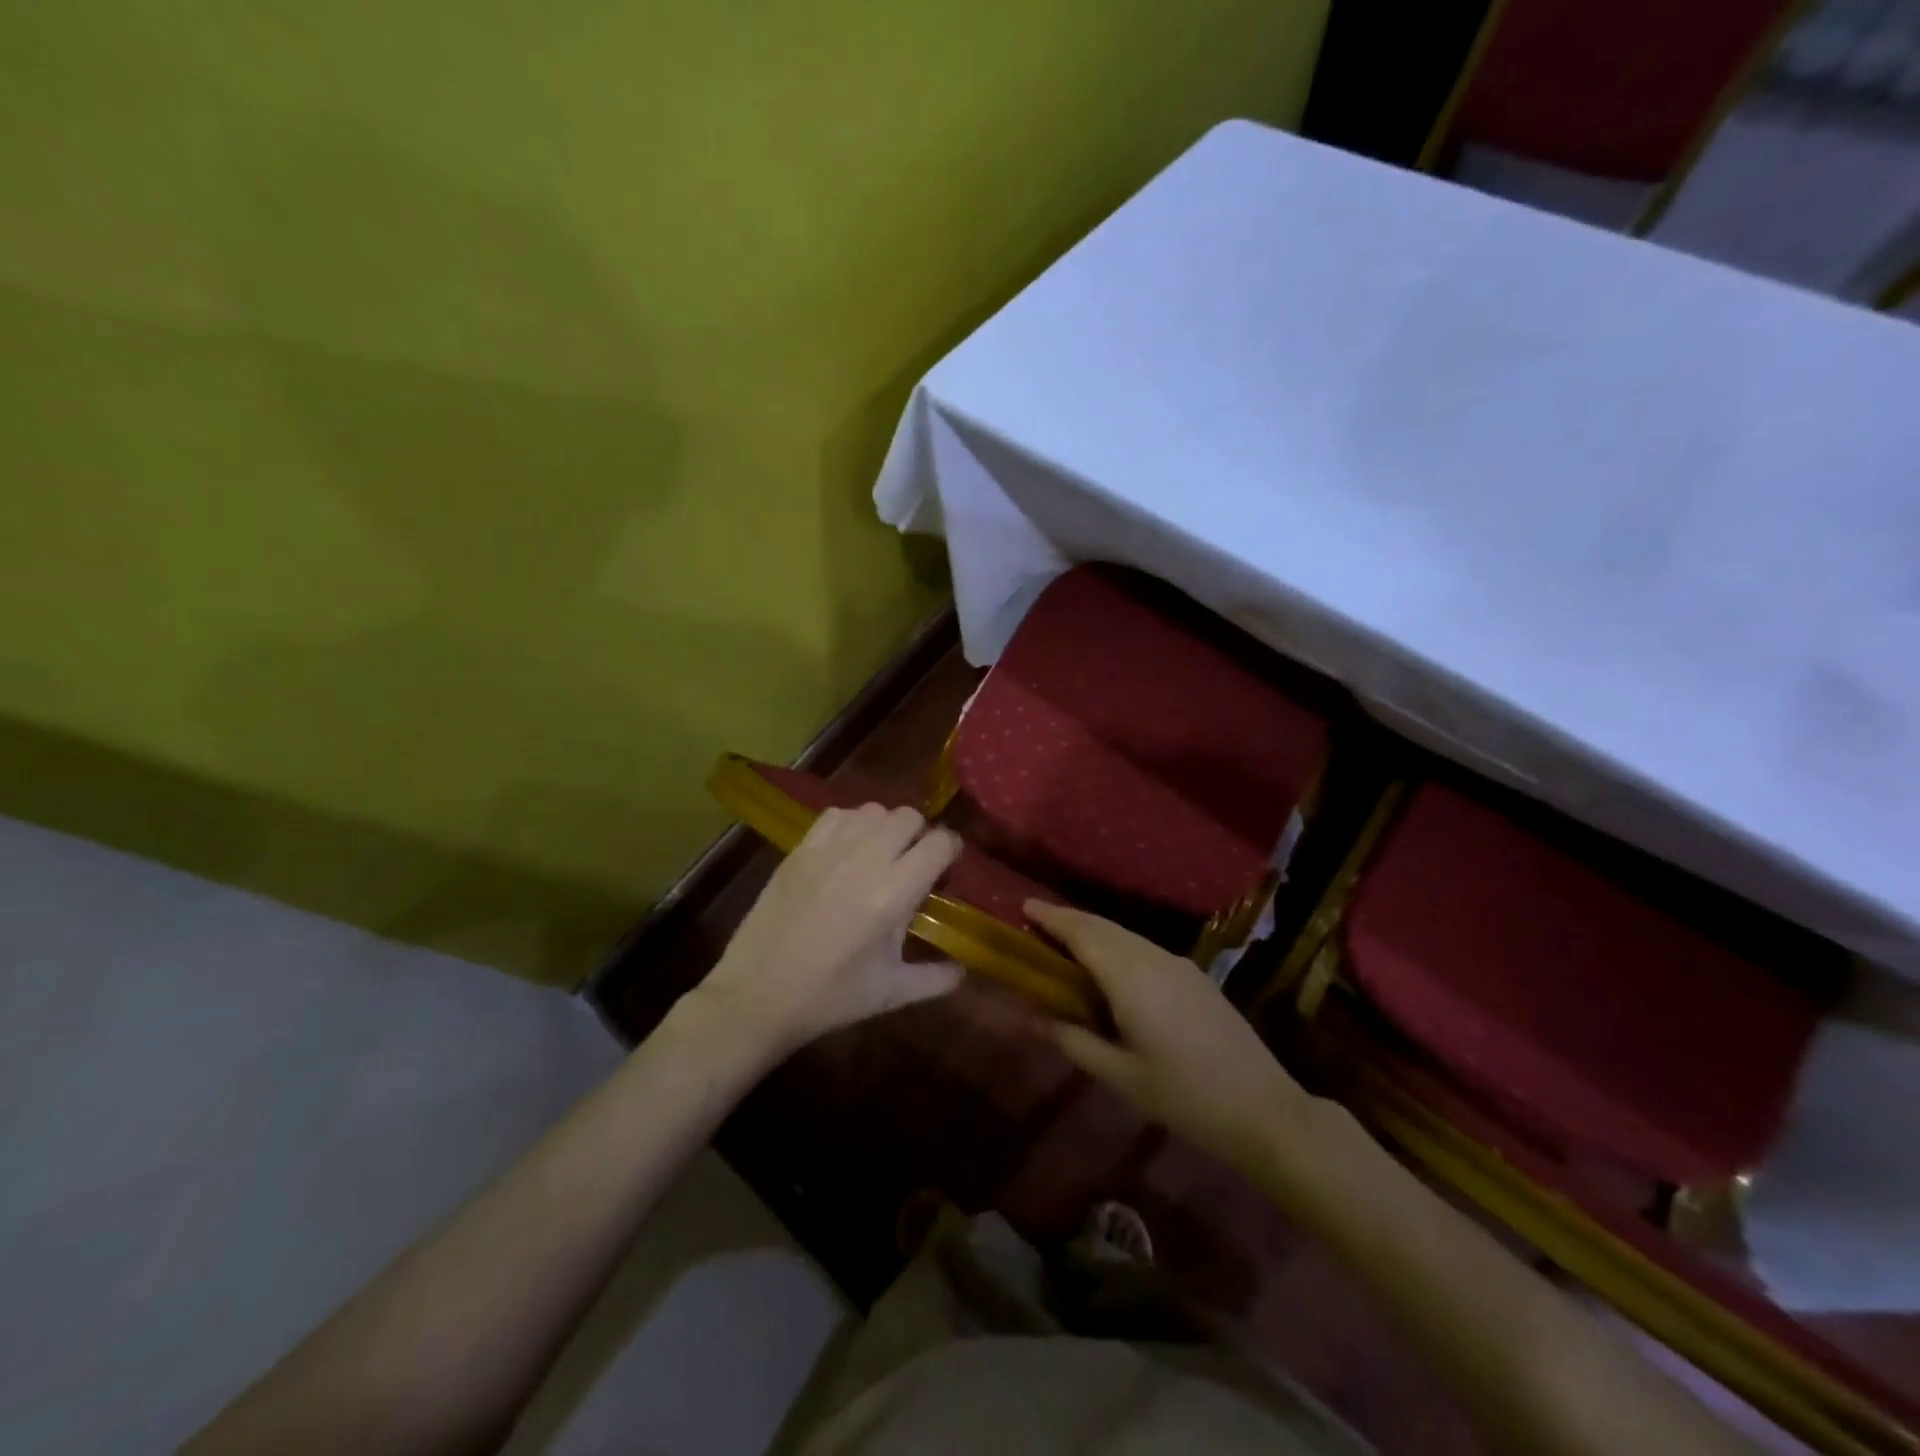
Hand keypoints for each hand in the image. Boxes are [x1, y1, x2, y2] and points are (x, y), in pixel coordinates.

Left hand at [691, 804, 964, 1058]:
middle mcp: (865, 859)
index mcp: (893, 893)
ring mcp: (829, 849)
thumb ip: (935, 978)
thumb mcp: (891, 993)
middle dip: (919, 836)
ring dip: (885, 828)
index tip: (945, 870)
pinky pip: (837, 814)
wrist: (757, 995)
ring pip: (874, 810)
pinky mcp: (800, 849)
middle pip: (909, 817)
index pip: (940, 843)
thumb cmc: (830, 997)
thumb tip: (963, 970)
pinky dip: (851, 824)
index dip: (950, 852)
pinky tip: (846, 852)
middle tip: (912, 865)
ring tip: (878, 856)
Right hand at [1027, 901, 1324, 1169]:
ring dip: (1093, 931)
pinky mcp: (1194, 976)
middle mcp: (1153, 958)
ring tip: (1066, 943)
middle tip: (1036, 922)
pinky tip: (1109, 967)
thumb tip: (1034, 1017)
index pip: (1082, 934)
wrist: (1264, 1109)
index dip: (1051, 918)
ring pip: (1125, 935)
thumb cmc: (1185, 1096)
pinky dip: (1116, 945)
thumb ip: (1074, 1040)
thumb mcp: (1121, 1076)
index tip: (1024, 906)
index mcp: (1130, 978)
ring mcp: (1178, 964)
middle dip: (1069, 920)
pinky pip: (1143, 948)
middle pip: (1103, 927)